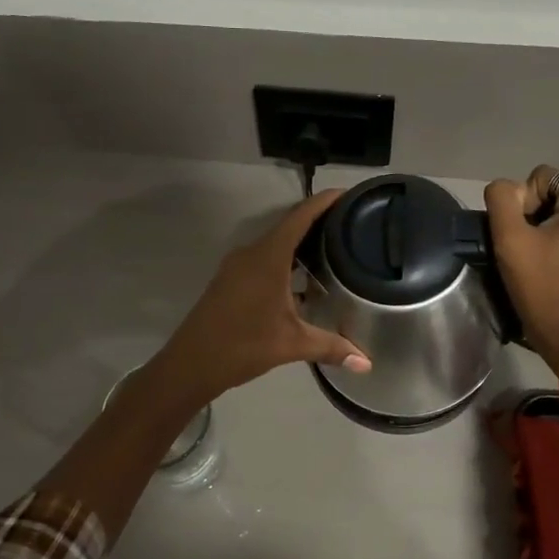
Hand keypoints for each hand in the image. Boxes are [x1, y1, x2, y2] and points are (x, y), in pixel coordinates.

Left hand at [148, 189, 369, 408]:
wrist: (191, 363)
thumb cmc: (243, 346)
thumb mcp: (292, 345)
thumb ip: (331, 347)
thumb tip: (367, 364)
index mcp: (268, 257)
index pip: (300, 217)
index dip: (324, 201)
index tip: (348, 194)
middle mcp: (252, 253)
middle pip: (289, 226)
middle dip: (319, 222)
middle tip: (351, 224)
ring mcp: (237, 266)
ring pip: (275, 243)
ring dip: (301, 243)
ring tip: (333, 248)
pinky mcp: (231, 279)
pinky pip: (264, 258)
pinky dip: (286, 260)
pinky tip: (304, 278)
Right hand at [484, 165, 558, 369]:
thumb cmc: (540, 288)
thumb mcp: (509, 240)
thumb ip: (503, 198)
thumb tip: (510, 189)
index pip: (544, 178)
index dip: (525, 205)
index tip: (526, 239)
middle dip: (542, 215)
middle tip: (534, 250)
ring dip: (555, 227)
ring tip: (548, 257)